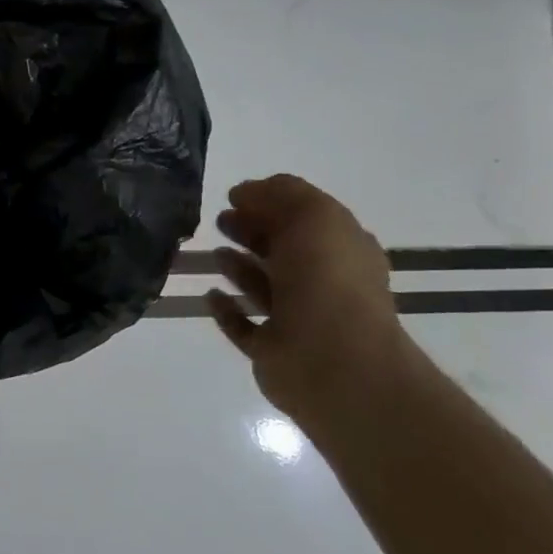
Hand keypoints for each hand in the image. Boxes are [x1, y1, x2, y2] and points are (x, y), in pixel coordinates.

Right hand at [204, 174, 408, 428]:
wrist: (332, 361)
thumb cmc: (327, 281)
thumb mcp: (313, 216)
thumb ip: (281, 195)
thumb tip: (244, 192)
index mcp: (342, 250)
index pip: (306, 218)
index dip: (272, 202)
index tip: (234, 195)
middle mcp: (323, 282)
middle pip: (283, 250)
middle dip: (252, 230)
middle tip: (220, 220)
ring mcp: (297, 319)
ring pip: (263, 286)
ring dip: (239, 268)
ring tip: (215, 253)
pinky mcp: (270, 349)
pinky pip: (243, 325)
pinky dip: (226, 310)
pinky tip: (210, 294)